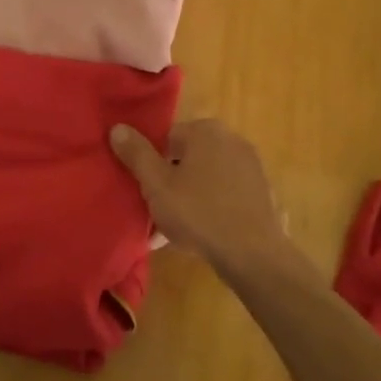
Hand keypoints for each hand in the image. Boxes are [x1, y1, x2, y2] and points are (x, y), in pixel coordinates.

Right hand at [110, 118, 295, 277]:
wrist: (253, 254)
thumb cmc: (198, 212)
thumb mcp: (156, 184)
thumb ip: (136, 154)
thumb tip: (117, 127)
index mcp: (206, 131)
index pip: (167, 138)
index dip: (152, 164)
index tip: (146, 190)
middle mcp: (232, 140)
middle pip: (188, 158)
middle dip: (172, 183)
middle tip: (158, 212)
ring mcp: (252, 167)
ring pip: (207, 179)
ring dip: (190, 199)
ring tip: (176, 231)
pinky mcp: (263, 193)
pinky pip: (227, 196)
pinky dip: (213, 210)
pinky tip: (202, 236)